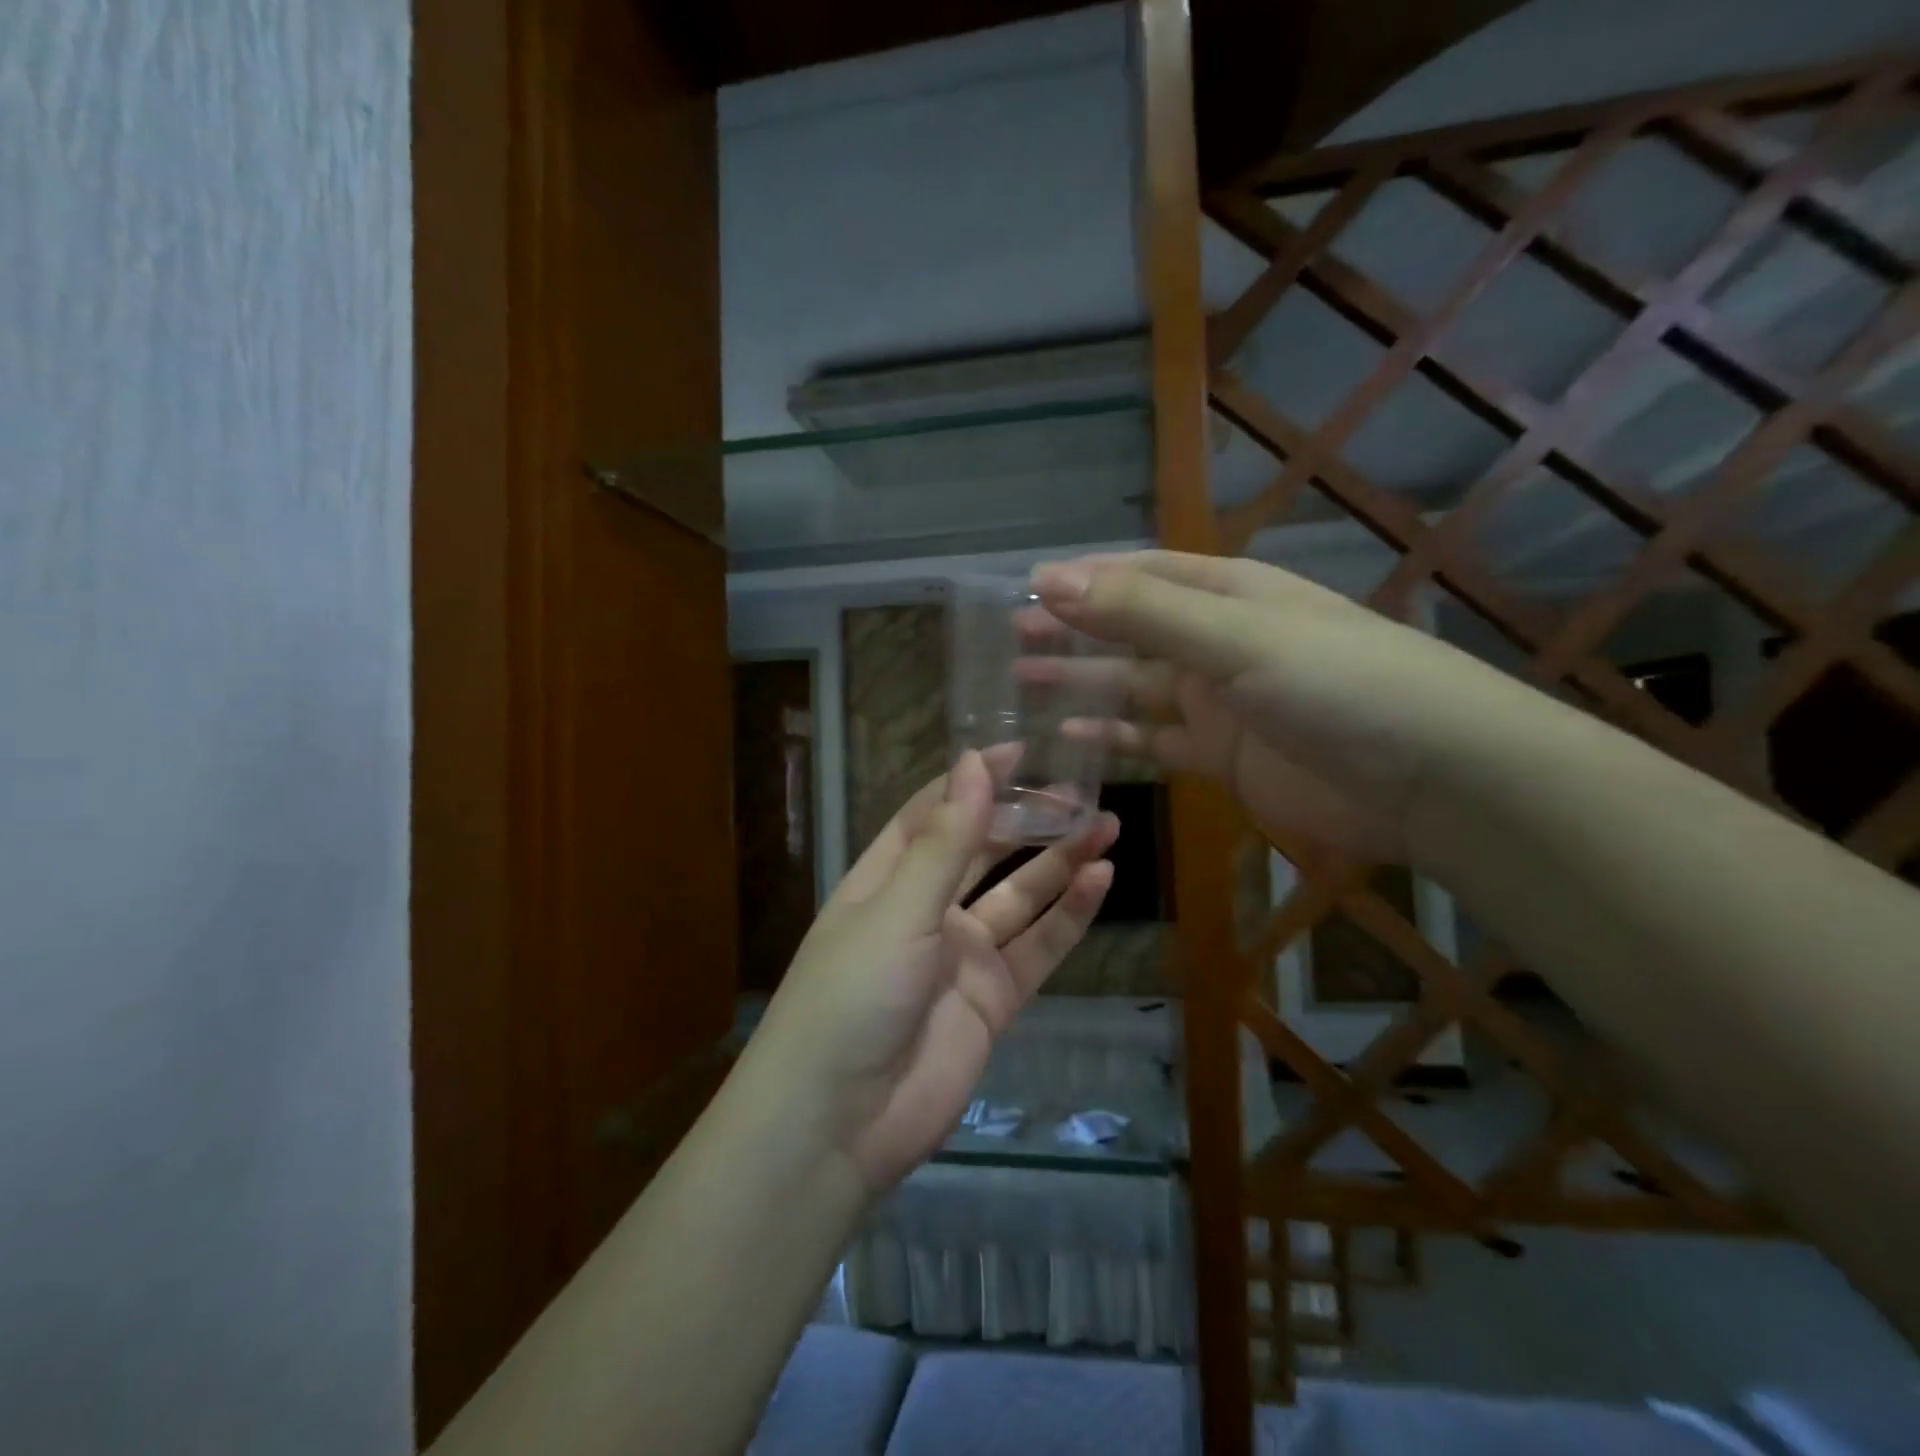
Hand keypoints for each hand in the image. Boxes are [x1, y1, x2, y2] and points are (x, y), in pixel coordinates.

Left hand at [749, 751, 1115, 1194]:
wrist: (839, 1124)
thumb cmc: (851, 997)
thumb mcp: (898, 910)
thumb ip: (945, 841)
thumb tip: (974, 761)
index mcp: (887, 878)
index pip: (936, 813)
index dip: (975, 780)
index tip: (1022, 750)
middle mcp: (926, 909)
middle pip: (984, 851)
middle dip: (1027, 820)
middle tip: (1078, 790)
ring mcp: (962, 955)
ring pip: (1020, 896)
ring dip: (1059, 862)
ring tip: (1105, 826)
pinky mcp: (994, 999)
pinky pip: (1038, 948)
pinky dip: (1069, 916)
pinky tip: (1100, 881)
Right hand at [1031, 551, 1521, 860]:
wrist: (1433, 779)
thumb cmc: (1338, 686)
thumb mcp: (1235, 639)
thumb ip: (1141, 613)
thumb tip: (1050, 578)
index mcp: (1227, 594)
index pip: (1139, 576)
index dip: (1083, 581)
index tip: (1023, 589)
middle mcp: (1218, 642)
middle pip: (1129, 632)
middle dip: (1072, 632)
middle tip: (1010, 639)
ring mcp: (1220, 702)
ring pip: (1133, 689)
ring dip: (1083, 686)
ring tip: (1022, 686)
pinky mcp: (1223, 757)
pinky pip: (1154, 742)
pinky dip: (1114, 740)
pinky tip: (1072, 738)